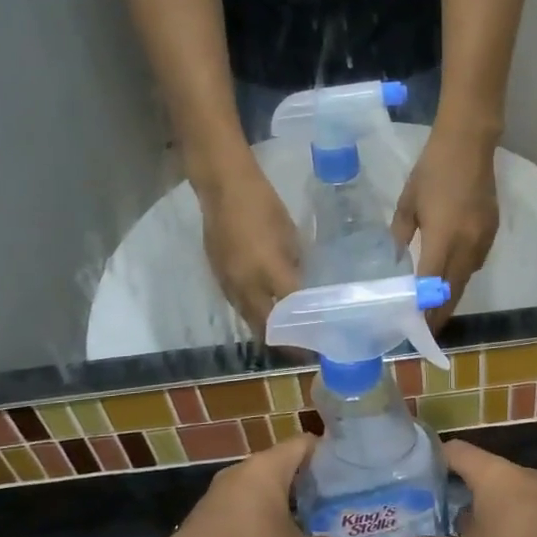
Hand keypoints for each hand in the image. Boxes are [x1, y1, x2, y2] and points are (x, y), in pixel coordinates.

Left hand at [168, 438, 356, 536]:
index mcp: (267, 468)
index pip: (303, 443)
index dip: (326, 452)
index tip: (346, 469)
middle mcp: (242, 472)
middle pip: (281, 466)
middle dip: (306, 483)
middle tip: (333, 500)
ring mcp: (219, 495)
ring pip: (259, 489)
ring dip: (281, 504)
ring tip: (307, 523)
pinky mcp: (205, 519)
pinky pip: (241, 509)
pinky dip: (258, 520)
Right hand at [200, 164, 301, 337]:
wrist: (223, 187)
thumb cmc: (264, 205)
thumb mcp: (290, 234)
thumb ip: (296, 264)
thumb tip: (304, 285)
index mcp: (269, 270)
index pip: (291, 311)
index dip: (304, 331)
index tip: (319, 344)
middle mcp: (246, 284)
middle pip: (265, 325)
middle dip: (283, 342)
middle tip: (302, 348)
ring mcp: (228, 283)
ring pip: (248, 318)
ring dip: (266, 331)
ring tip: (286, 337)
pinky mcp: (217, 277)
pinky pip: (237, 305)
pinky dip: (252, 314)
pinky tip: (264, 313)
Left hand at [392, 124, 498, 325]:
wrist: (469, 143)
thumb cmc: (432, 169)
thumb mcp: (408, 203)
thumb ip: (401, 235)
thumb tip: (397, 260)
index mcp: (444, 238)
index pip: (433, 285)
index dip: (424, 309)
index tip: (414, 328)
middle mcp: (468, 245)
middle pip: (454, 290)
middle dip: (440, 313)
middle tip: (426, 330)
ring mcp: (483, 239)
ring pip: (467, 279)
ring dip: (452, 296)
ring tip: (435, 310)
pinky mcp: (492, 232)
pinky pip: (476, 263)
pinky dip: (462, 276)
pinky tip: (450, 277)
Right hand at [405, 441, 536, 536]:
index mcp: (489, 473)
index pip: (456, 451)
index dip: (434, 457)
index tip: (415, 470)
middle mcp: (515, 475)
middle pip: (480, 475)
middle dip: (458, 493)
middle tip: (434, 512)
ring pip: (503, 497)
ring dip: (485, 514)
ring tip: (464, 536)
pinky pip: (525, 515)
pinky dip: (509, 528)